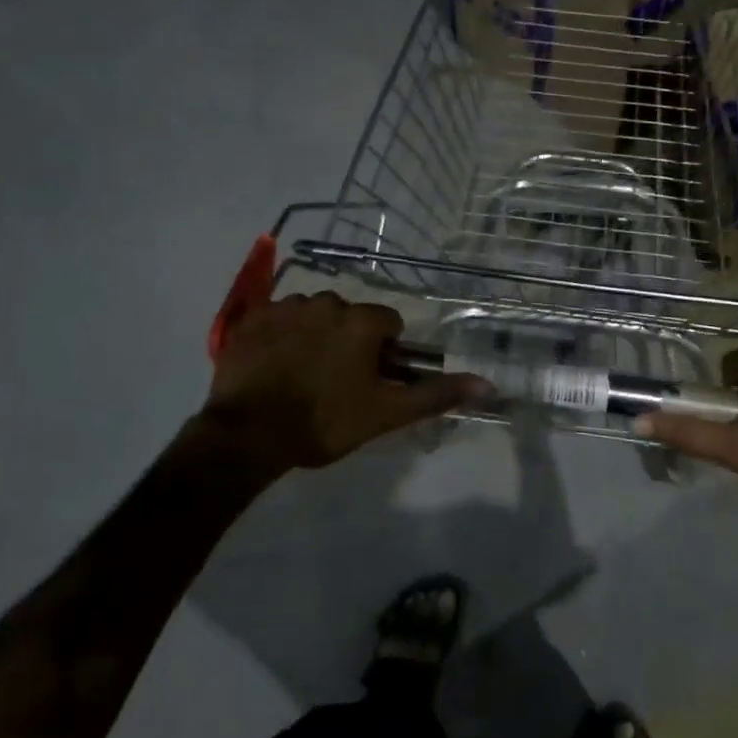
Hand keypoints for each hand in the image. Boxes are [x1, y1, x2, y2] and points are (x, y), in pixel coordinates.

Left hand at [205, 292, 484, 471]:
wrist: (248, 435)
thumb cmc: (324, 422)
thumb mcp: (386, 413)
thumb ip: (436, 394)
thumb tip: (488, 384)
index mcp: (361, 321)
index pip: (388, 324)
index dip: (383, 353)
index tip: (369, 381)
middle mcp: (326, 302)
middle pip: (349, 317)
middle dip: (348, 341)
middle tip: (335, 382)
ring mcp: (285, 307)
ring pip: (313, 315)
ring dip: (314, 336)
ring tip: (300, 376)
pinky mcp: (251, 318)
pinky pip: (277, 318)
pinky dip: (279, 336)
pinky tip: (272, 366)